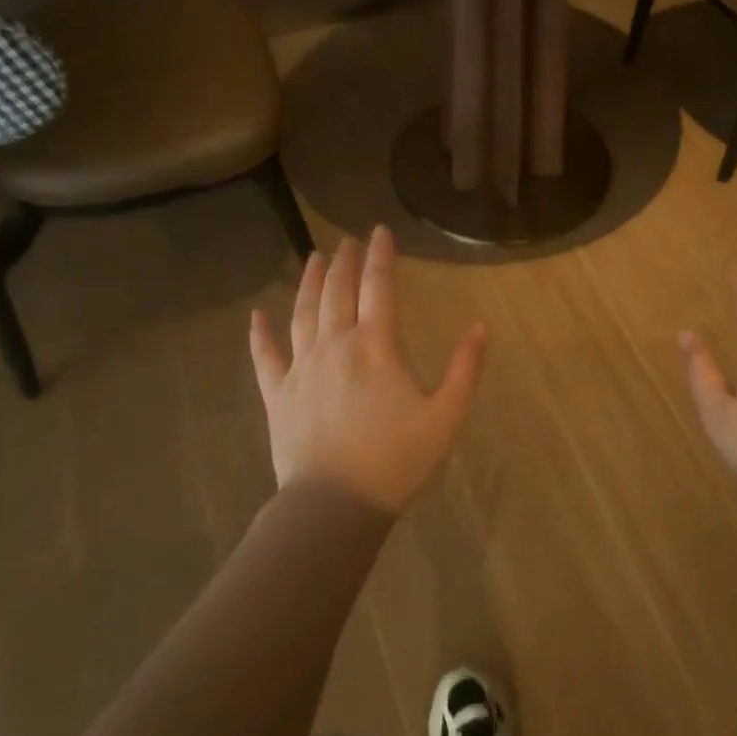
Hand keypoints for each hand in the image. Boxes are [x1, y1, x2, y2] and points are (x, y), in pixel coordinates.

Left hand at [249, 226, 484, 514]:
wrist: (335, 504)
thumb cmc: (396, 460)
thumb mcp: (446, 417)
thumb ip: (465, 369)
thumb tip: (479, 327)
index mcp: (376, 346)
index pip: (378, 287)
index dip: (380, 256)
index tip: (380, 231)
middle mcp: (335, 345)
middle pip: (337, 291)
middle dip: (344, 261)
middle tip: (347, 241)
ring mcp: (302, 368)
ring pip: (302, 312)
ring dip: (309, 282)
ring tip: (313, 258)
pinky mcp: (278, 394)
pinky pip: (265, 356)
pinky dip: (260, 334)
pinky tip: (257, 315)